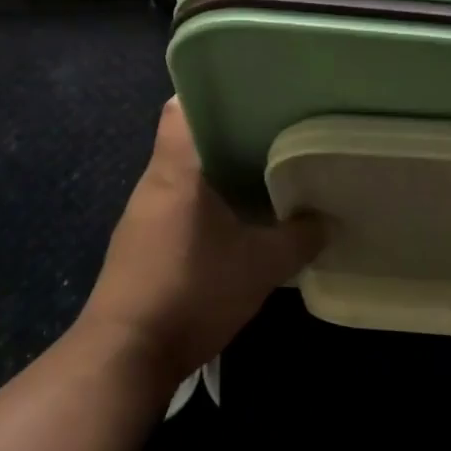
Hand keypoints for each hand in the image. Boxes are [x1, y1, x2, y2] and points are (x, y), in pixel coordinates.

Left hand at [78, 100, 323, 391]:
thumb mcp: (260, 266)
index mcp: (177, 170)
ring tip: (262, 176)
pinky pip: (177, 208)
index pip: (181, 108)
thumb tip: (325, 221)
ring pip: (183, 178)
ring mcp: (141, 218)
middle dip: (227, 136)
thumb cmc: (192, 292)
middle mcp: (153, 184)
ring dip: (217, 176)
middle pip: (187, 142)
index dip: (211, 93)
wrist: (125, 357)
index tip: (249, 93)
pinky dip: (204, 207)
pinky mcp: (139, 248)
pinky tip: (234, 225)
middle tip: (273, 135)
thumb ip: (298, 239)